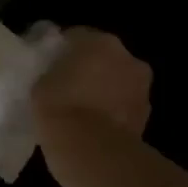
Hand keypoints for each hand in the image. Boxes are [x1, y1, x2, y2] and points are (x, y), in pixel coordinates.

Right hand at [32, 29, 152, 139]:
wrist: (91, 150)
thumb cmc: (60, 108)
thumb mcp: (40, 83)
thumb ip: (52, 71)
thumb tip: (57, 73)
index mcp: (99, 41)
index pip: (76, 36)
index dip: (62, 50)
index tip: (49, 64)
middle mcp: (127, 57)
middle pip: (104, 56)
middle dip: (90, 68)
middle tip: (68, 86)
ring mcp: (142, 87)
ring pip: (119, 81)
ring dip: (106, 89)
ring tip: (83, 109)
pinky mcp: (147, 115)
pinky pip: (125, 105)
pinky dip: (114, 111)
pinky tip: (96, 125)